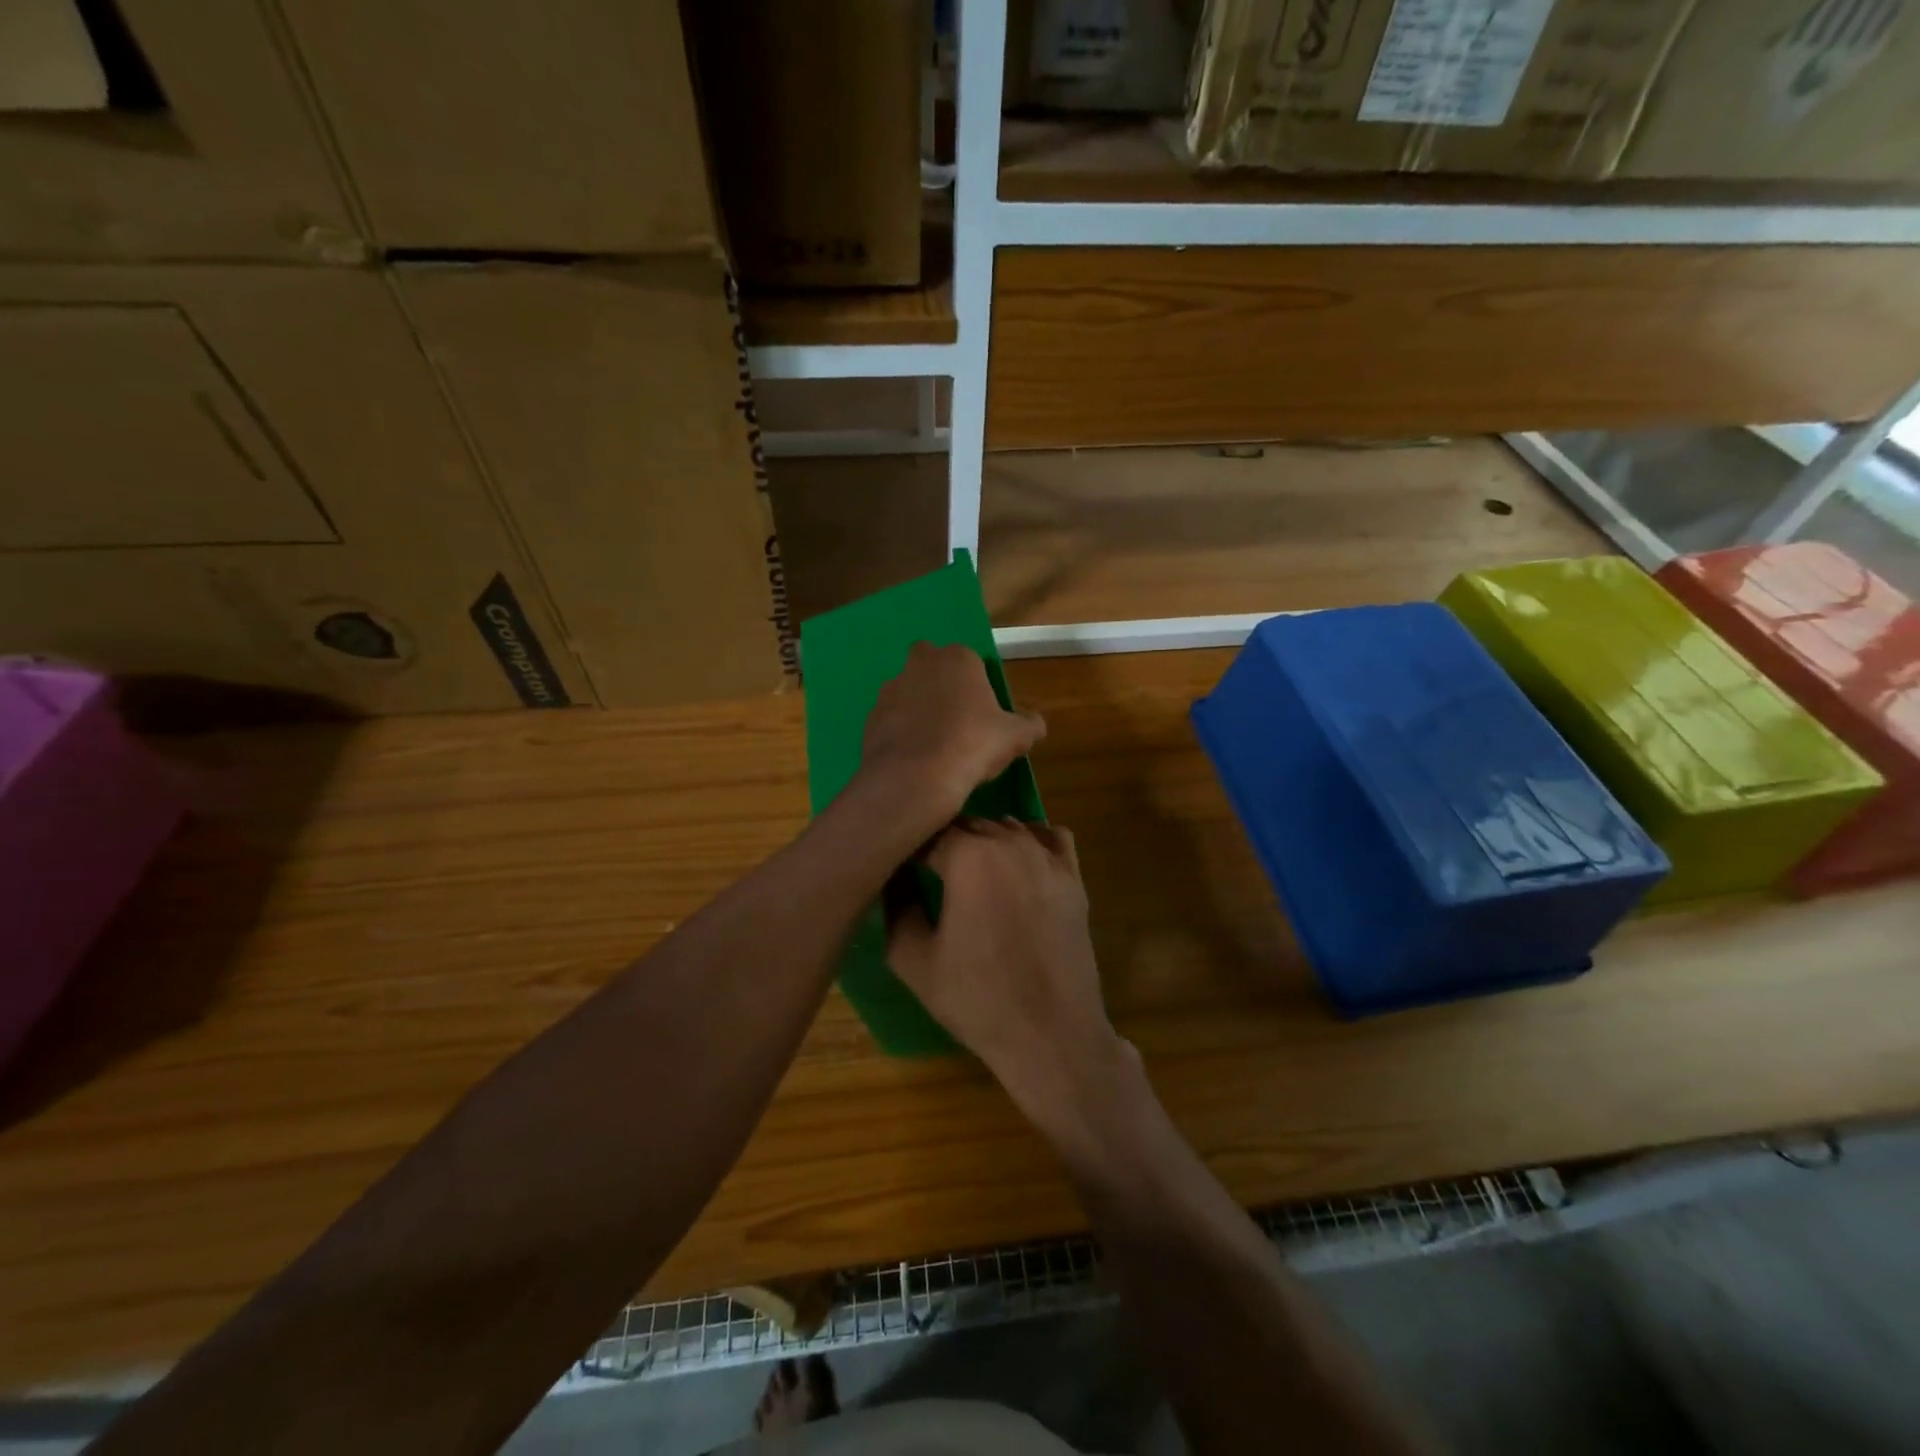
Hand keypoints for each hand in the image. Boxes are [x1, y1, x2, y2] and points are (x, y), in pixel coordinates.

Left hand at [858, 643, 1044, 835]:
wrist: (915, 778)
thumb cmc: (972, 746)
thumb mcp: (1016, 738)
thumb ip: (1029, 725)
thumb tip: (1035, 724)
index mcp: (958, 658)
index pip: (971, 662)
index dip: (977, 686)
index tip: (983, 713)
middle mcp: (920, 663)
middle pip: (932, 667)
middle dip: (941, 685)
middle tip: (956, 720)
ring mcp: (891, 688)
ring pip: (908, 691)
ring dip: (918, 708)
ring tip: (933, 743)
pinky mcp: (870, 715)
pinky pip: (891, 718)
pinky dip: (900, 731)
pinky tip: (913, 756)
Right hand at [888, 819, 1126, 1121]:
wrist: (1050, 1034)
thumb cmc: (976, 999)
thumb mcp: (912, 958)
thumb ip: (896, 905)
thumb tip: (892, 875)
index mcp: (969, 856)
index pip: (927, 833)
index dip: (909, 850)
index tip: (900, 870)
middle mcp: (1010, 841)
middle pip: (967, 825)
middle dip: (945, 844)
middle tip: (930, 876)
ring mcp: (1048, 856)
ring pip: (1006, 827)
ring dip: (985, 843)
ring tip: (971, 877)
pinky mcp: (1073, 876)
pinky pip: (1050, 836)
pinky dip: (1030, 841)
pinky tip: (1018, 867)